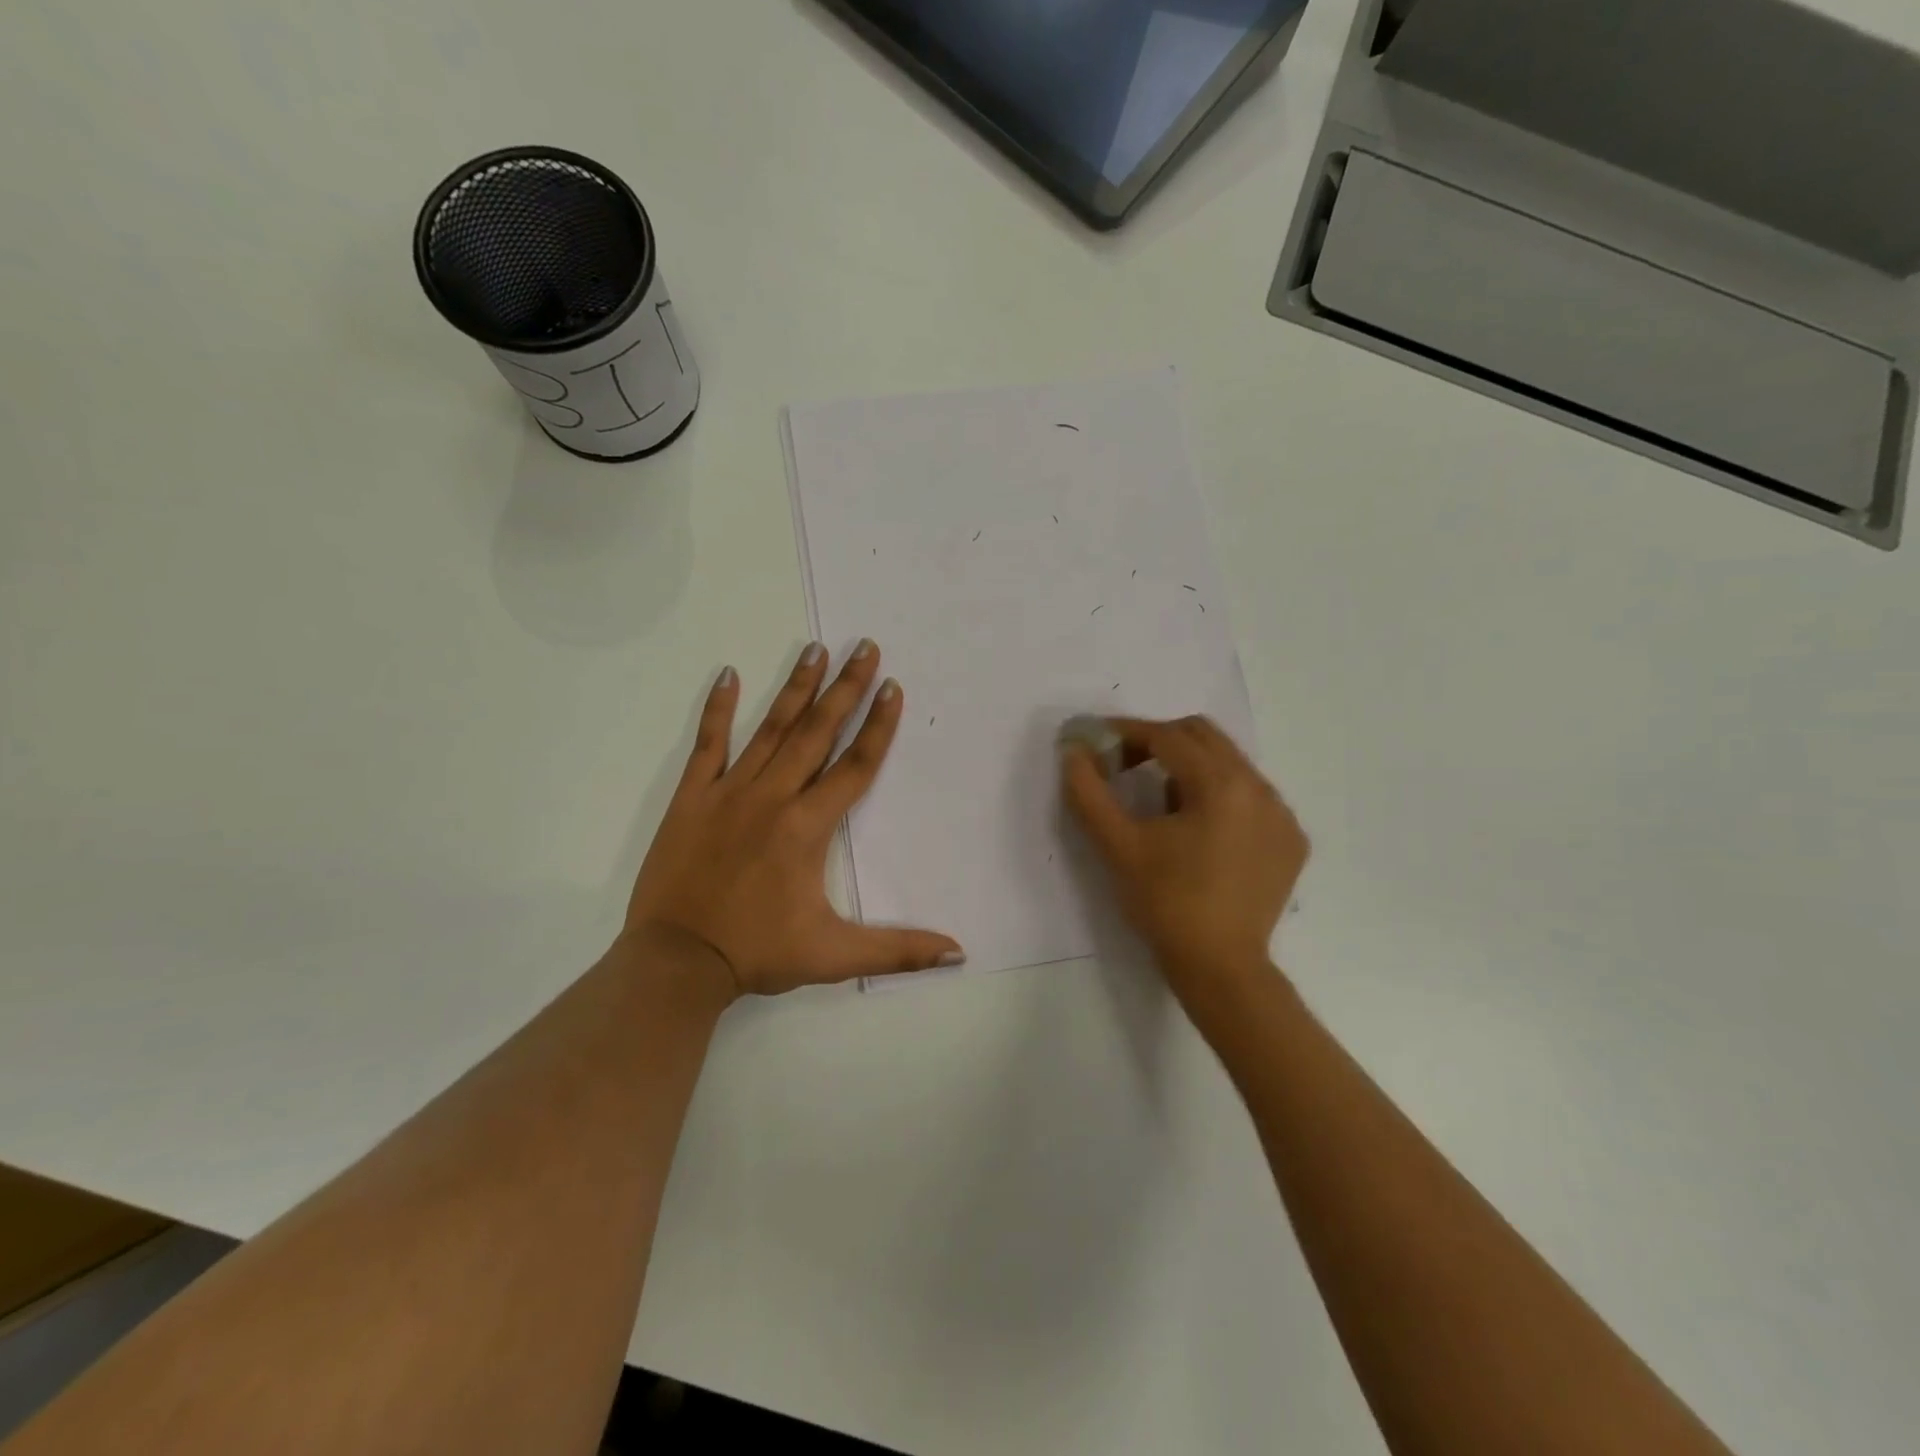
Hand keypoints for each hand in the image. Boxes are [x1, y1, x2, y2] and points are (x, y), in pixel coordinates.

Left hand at [625, 641, 963, 998]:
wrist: (677, 963)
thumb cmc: (758, 953)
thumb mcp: (835, 956)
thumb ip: (898, 949)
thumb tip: (958, 952)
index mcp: (808, 827)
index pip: (856, 766)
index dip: (879, 726)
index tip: (893, 687)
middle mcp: (773, 797)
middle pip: (818, 732)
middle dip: (845, 688)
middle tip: (865, 647)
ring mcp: (729, 792)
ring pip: (770, 729)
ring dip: (797, 688)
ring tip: (816, 649)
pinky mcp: (692, 798)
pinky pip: (707, 744)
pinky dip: (718, 709)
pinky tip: (729, 674)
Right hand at [1061, 716, 1306, 997]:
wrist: (1221, 968)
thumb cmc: (1165, 903)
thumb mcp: (1118, 845)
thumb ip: (1089, 791)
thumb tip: (1072, 750)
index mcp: (1221, 784)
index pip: (1167, 736)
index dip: (1126, 733)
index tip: (1096, 741)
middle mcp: (1260, 788)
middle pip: (1203, 737)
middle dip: (1159, 742)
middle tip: (1124, 765)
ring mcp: (1282, 815)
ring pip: (1229, 765)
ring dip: (1189, 769)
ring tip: (1160, 807)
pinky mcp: (1291, 840)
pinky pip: (1251, 797)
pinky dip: (1219, 797)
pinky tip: (1199, 833)